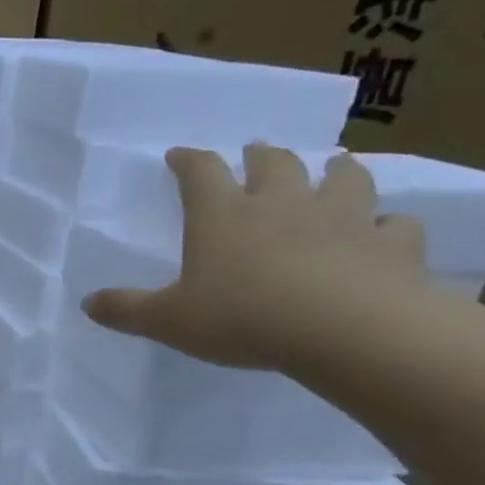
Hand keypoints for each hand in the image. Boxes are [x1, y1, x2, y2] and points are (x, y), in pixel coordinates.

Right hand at [82, 144, 431, 370]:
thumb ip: (126, 310)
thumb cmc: (244, 318)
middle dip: (262, 155)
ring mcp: (344, 218)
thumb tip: (88, 303)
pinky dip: (389, 225)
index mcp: (222, 215)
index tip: (178, 154)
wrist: (350, 332)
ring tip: (335, 167)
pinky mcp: (393, 244)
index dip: (188, 160)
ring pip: (344, 178)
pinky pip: (397, 225)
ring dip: (336, 170)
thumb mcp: (168, 320)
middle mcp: (282, 204)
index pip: (200, 172)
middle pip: (274, 163)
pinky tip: (385, 231)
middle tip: (257, 152)